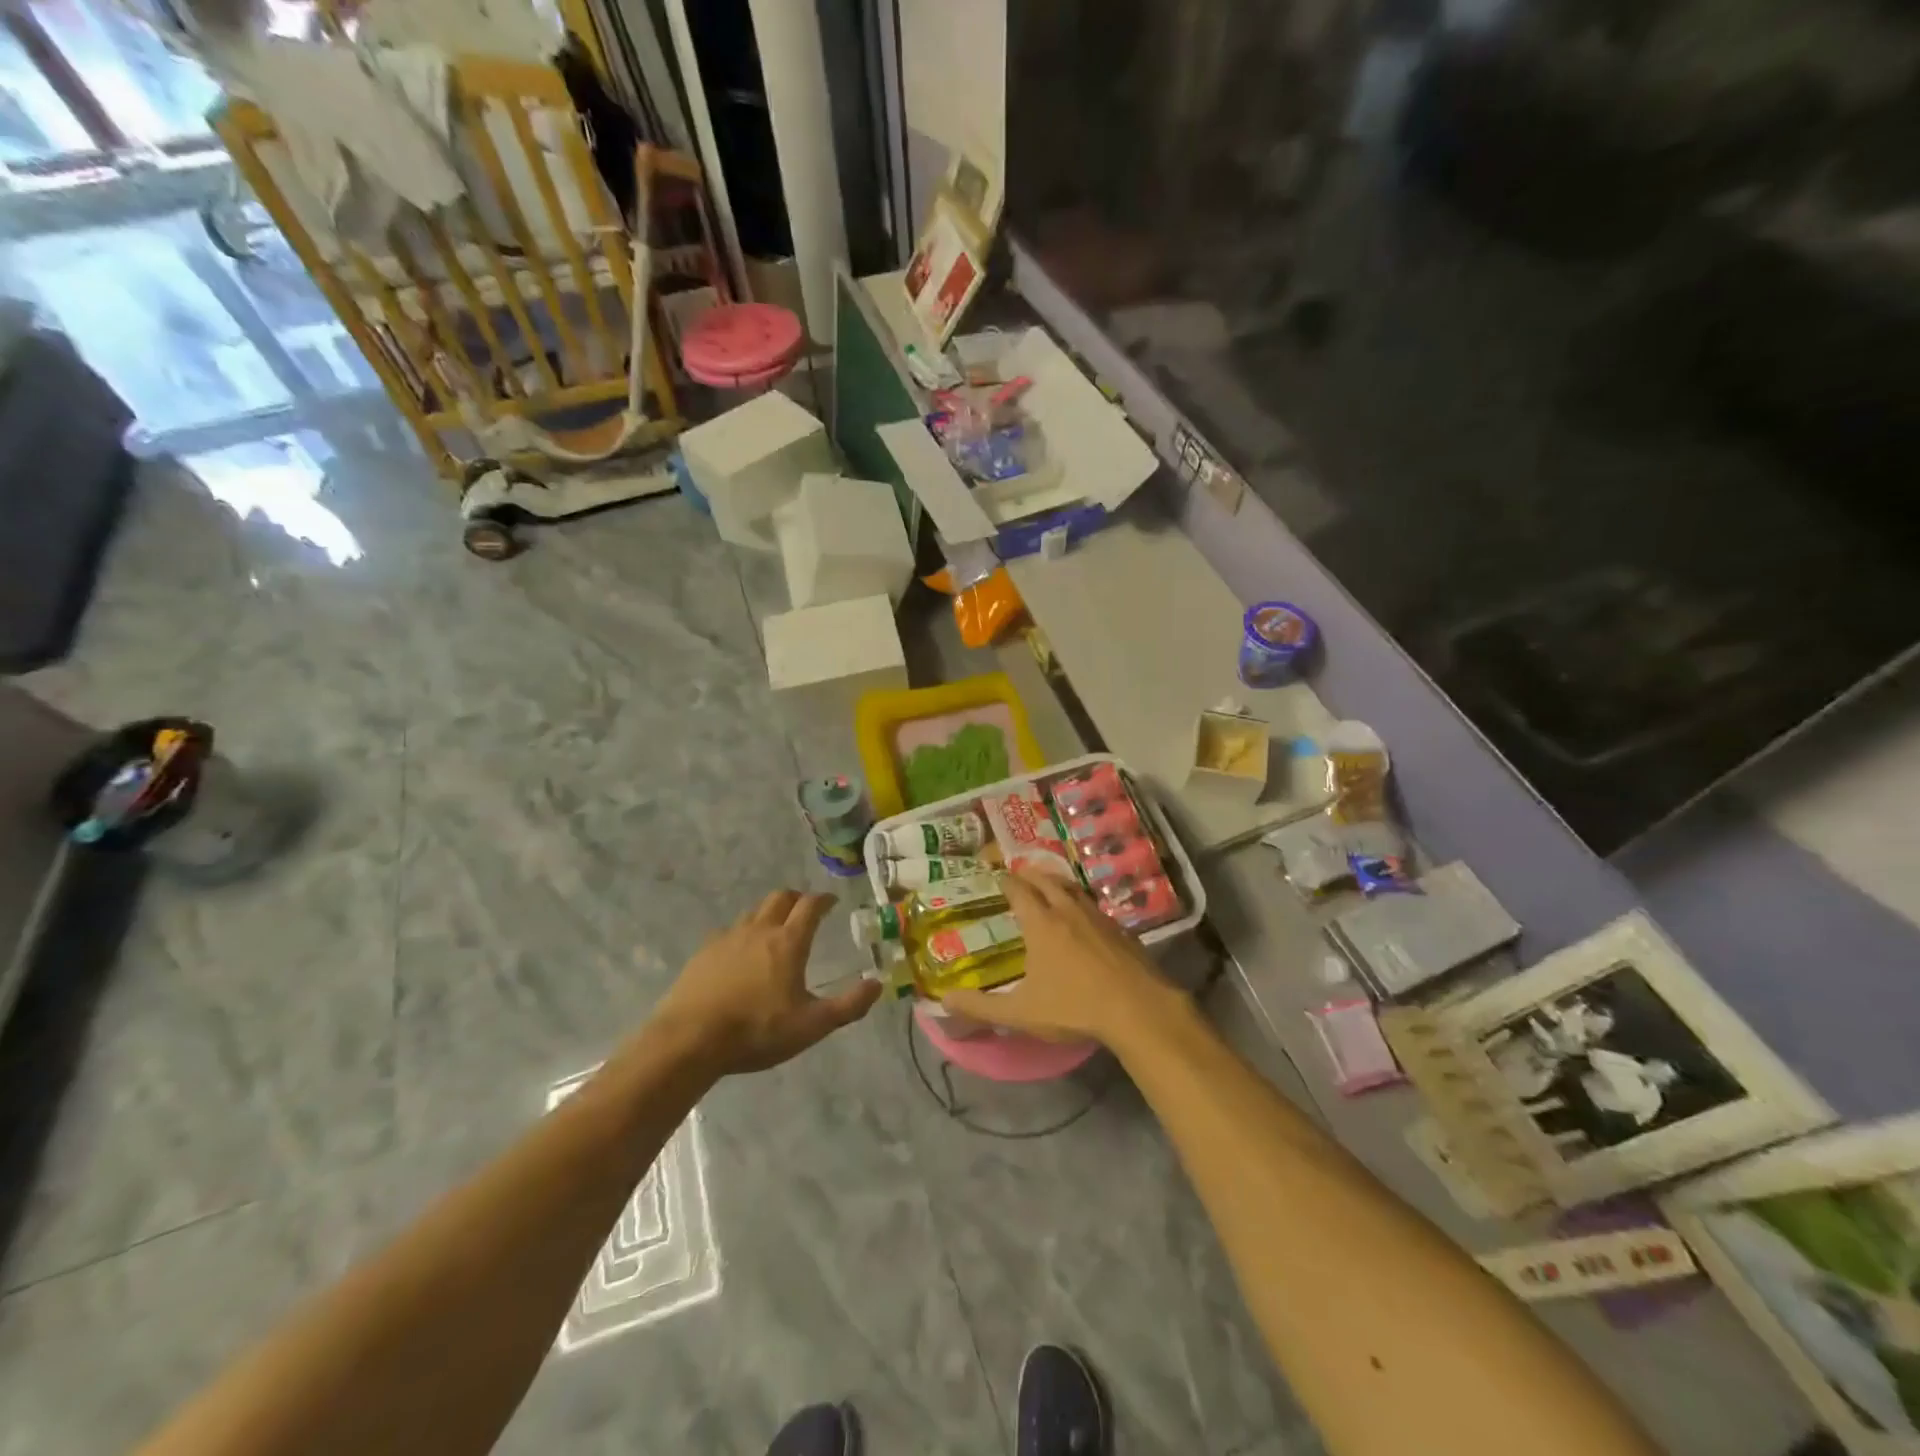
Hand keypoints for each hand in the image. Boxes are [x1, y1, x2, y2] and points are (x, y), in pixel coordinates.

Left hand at [654, 890, 881, 1075]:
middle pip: (780, 898)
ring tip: (775, 929)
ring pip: (753, 912)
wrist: (689, 1040)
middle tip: (806, 909)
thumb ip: (848, 1006)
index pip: (810, 906)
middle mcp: (759, 930)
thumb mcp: (811, 1026)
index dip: (824, 899)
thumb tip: (877, 984)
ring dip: (769, 912)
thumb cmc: (756, 1031)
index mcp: (788, 942)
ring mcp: (728, 939)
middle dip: (797, 898)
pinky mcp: (704, 953)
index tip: (832, 901)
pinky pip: (729, 932)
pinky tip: (740, 953)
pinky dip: (743, 933)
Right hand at [943, 871, 1171, 1043]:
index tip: (998, 877)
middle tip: (1020, 874)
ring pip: (1073, 888)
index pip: (1019, 890)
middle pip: (1047, 879)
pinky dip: (1080, 902)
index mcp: (1041, 923)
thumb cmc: (1074, 1007)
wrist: (1137, 1009)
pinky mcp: (1120, 930)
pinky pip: (1094, 906)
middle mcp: (1068, 911)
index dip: (1006, 881)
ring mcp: (1098, 917)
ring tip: (1049, 885)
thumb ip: (980, 1006)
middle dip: (1030, 873)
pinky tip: (1083, 917)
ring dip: (1057, 882)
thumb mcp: (1020, 1013)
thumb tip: (944, 999)